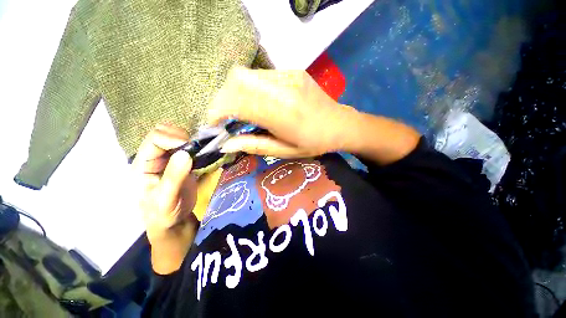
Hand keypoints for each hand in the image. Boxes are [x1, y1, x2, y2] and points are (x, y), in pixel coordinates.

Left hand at [132, 124, 198, 244]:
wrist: (173, 221)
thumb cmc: (163, 213)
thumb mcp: (165, 198)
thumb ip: (173, 176)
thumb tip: (185, 154)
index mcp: (142, 165)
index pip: (154, 140)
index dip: (171, 138)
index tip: (188, 146)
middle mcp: (154, 158)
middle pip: (164, 133)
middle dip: (181, 136)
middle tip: (195, 147)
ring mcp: (169, 159)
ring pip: (177, 138)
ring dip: (190, 140)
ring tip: (200, 150)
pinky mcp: (182, 163)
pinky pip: (188, 148)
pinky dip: (196, 147)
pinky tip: (203, 153)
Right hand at [208, 67, 358, 157]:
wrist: (340, 124)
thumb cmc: (314, 143)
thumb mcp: (285, 151)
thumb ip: (255, 145)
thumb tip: (226, 144)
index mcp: (284, 114)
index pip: (239, 101)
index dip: (219, 110)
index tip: (215, 124)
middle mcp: (285, 89)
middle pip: (238, 81)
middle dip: (223, 99)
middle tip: (226, 117)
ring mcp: (290, 76)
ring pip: (247, 75)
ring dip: (235, 92)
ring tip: (240, 110)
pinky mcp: (293, 72)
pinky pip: (261, 75)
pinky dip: (250, 88)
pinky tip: (257, 101)